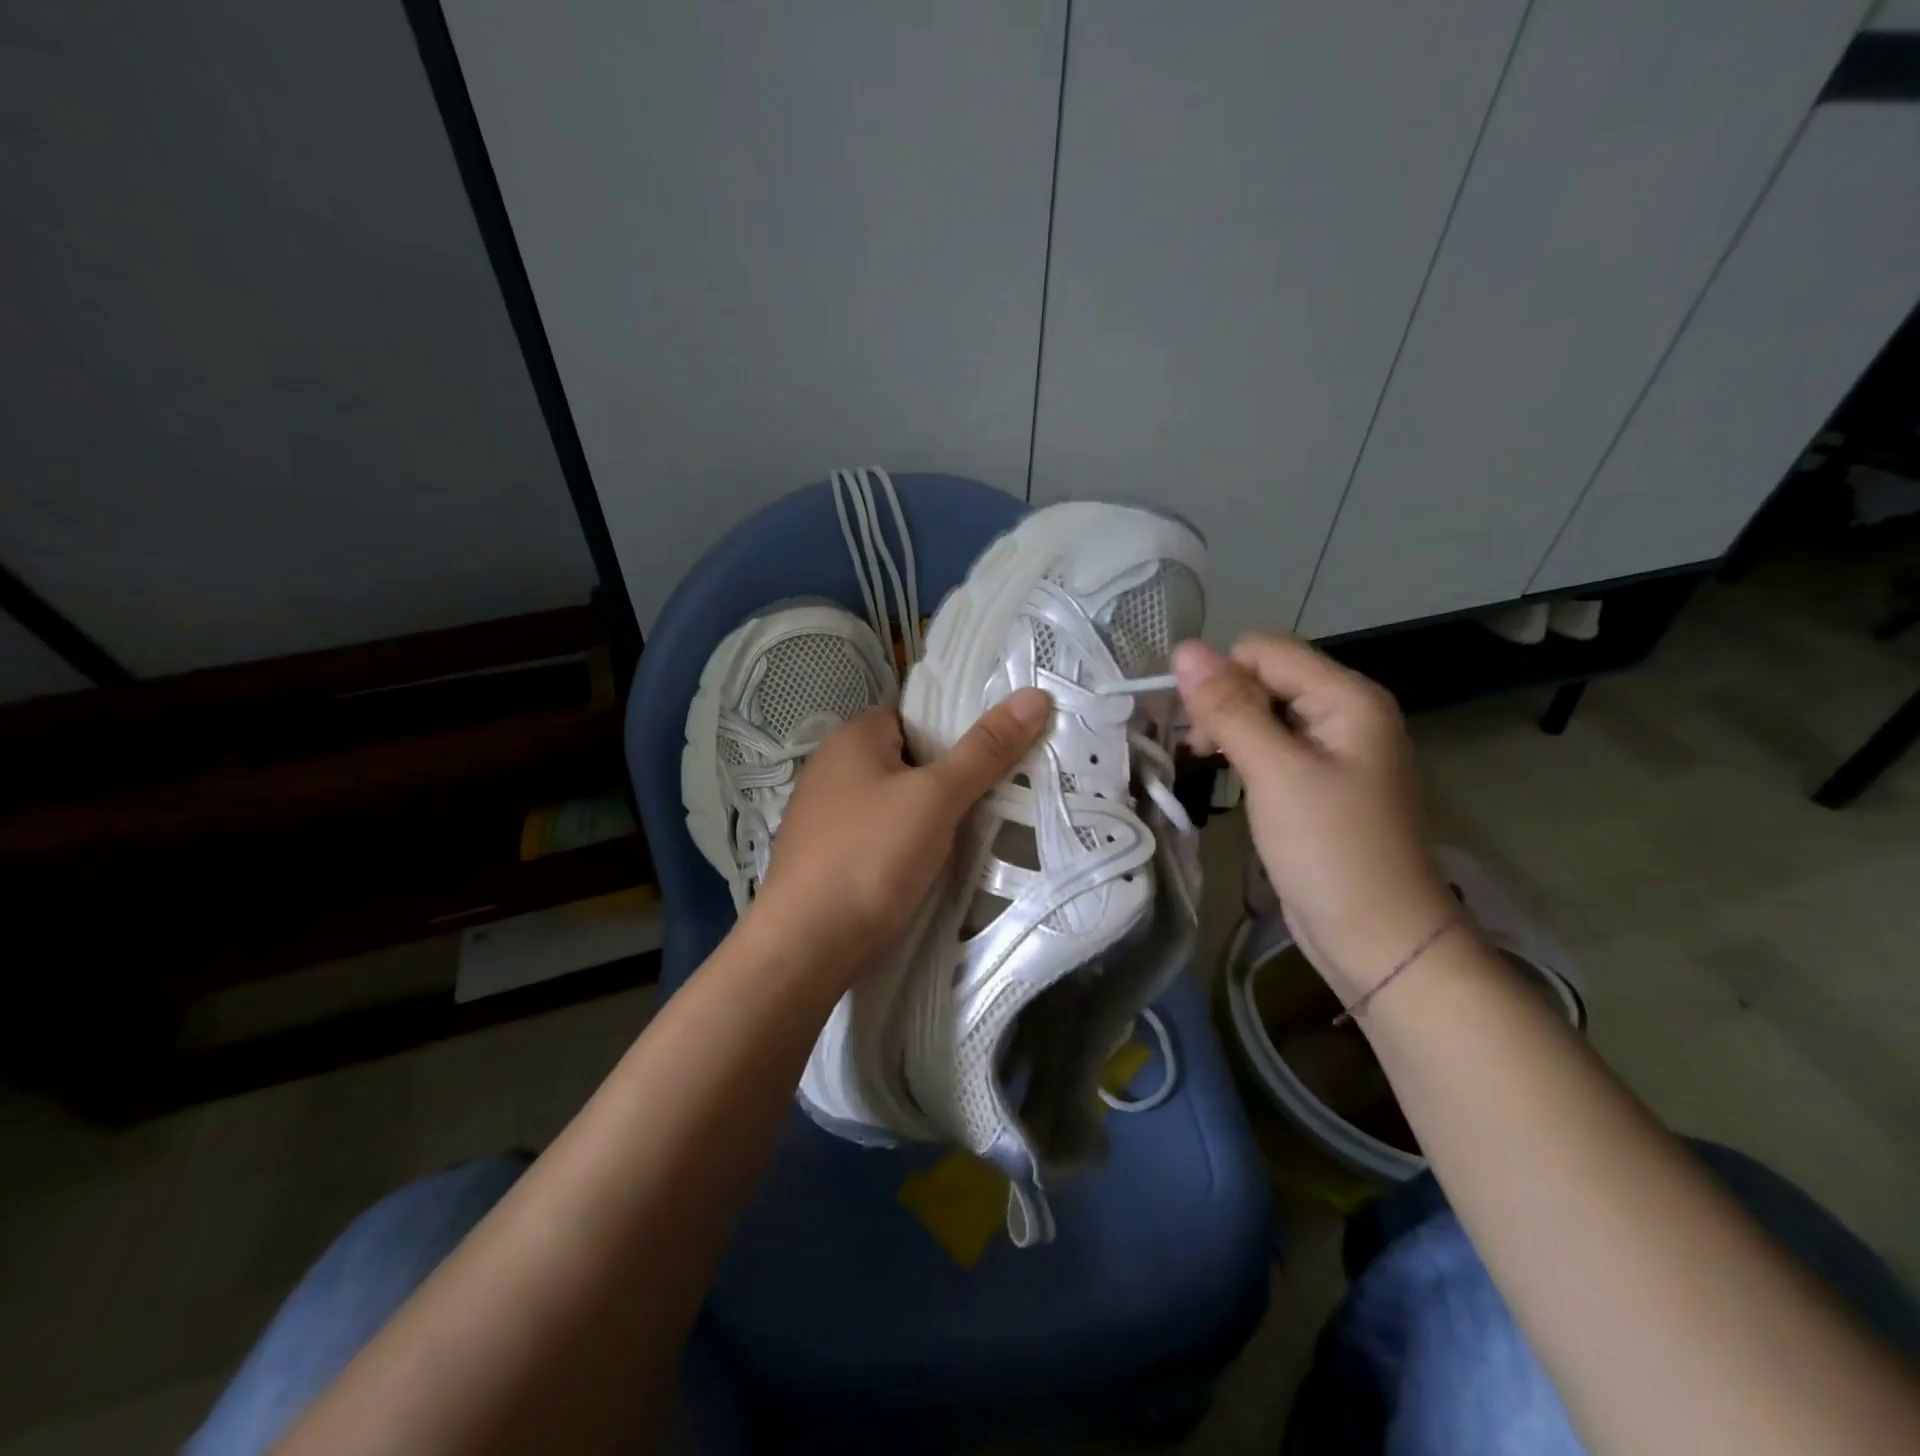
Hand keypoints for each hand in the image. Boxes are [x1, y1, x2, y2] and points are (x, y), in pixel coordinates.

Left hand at [745, 686, 1052, 980]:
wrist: (803, 950)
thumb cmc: (870, 858)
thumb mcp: (936, 799)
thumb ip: (984, 750)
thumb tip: (1034, 695)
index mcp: (853, 738)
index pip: (915, 712)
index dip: (959, 722)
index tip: (1003, 741)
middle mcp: (832, 767)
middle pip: (908, 756)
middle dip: (952, 771)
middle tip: (1005, 785)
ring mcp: (825, 815)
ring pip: (896, 799)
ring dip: (933, 810)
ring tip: (982, 823)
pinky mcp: (827, 856)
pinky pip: (881, 833)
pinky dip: (909, 839)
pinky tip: (935, 860)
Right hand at [1172, 634, 1456, 997]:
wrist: (1378, 938)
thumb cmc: (1330, 851)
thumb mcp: (1274, 773)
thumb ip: (1228, 708)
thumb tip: (1183, 648)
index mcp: (1347, 697)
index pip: (1264, 650)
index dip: (1222, 677)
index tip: (1197, 729)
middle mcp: (1345, 712)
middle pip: (1264, 676)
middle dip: (1223, 704)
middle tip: (1202, 754)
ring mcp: (1334, 748)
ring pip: (1263, 711)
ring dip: (1228, 730)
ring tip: (1208, 767)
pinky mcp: (1319, 780)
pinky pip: (1271, 744)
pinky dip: (1243, 754)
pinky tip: (1229, 779)